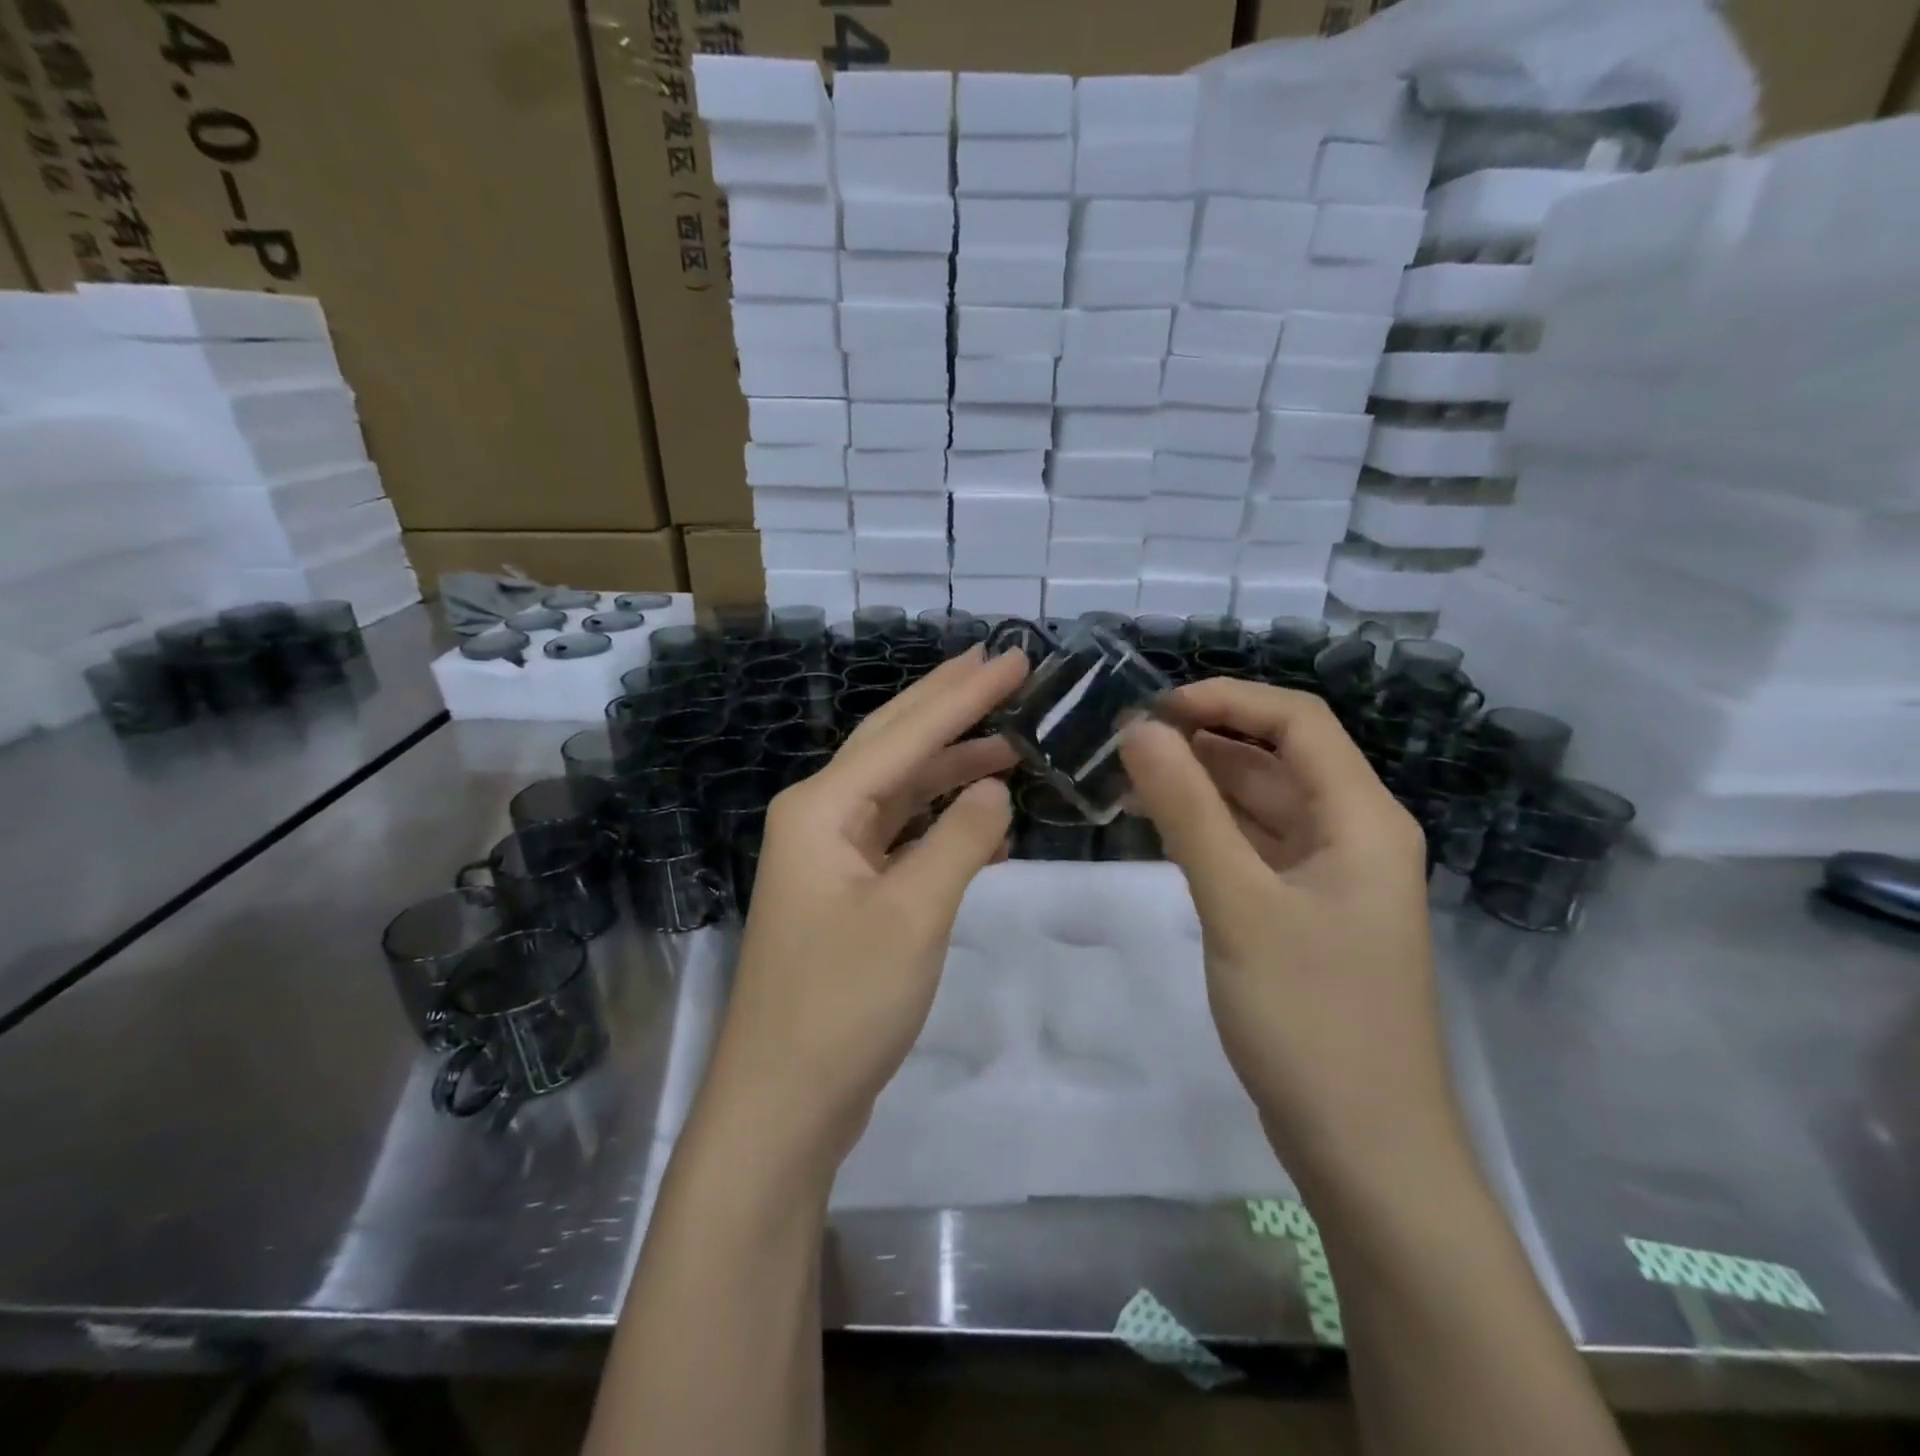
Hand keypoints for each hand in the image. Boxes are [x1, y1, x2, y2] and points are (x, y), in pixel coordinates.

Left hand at [702, 647, 1027, 1166]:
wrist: (783, 1103)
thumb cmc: (843, 1004)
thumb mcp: (913, 915)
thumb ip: (959, 839)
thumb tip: (996, 787)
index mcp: (823, 807)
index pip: (907, 733)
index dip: (965, 693)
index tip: (1013, 657)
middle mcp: (819, 817)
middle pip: (894, 744)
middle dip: (949, 705)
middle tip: (1002, 667)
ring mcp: (830, 856)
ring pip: (899, 790)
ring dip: (951, 765)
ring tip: (1008, 739)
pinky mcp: (846, 893)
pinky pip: (900, 836)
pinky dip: (942, 822)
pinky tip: (985, 819)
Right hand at [1120, 681, 1459, 1187]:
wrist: (1365, 1151)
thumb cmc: (1310, 1020)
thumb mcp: (1239, 905)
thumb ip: (1187, 812)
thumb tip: (1138, 730)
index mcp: (1362, 818)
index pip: (1297, 721)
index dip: (1226, 700)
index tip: (1152, 710)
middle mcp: (1354, 834)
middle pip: (1278, 758)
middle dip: (1204, 740)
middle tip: (1124, 745)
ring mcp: (1330, 877)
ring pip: (1262, 804)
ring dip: (1202, 785)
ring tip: (1128, 778)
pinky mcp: (1305, 913)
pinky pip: (1255, 847)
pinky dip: (1210, 829)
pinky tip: (1160, 828)